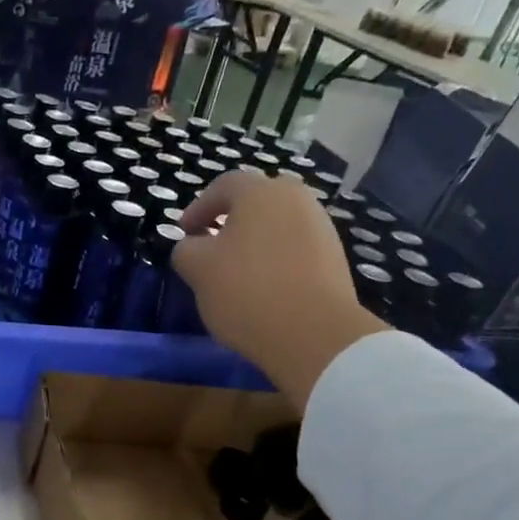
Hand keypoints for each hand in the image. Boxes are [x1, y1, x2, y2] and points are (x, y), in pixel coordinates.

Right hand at [173, 171, 387, 401]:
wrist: (313, 333)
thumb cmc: (246, 291)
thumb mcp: (198, 269)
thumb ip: (186, 250)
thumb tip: (192, 246)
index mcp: (261, 192)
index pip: (223, 186)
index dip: (197, 208)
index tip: (184, 233)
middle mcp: (296, 199)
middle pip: (255, 203)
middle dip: (229, 222)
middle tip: (211, 248)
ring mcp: (321, 227)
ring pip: (277, 226)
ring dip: (253, 242)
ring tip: (236, 272)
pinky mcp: (334, 257)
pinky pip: (295, 249)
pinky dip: (275, 260)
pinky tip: (264, 288)